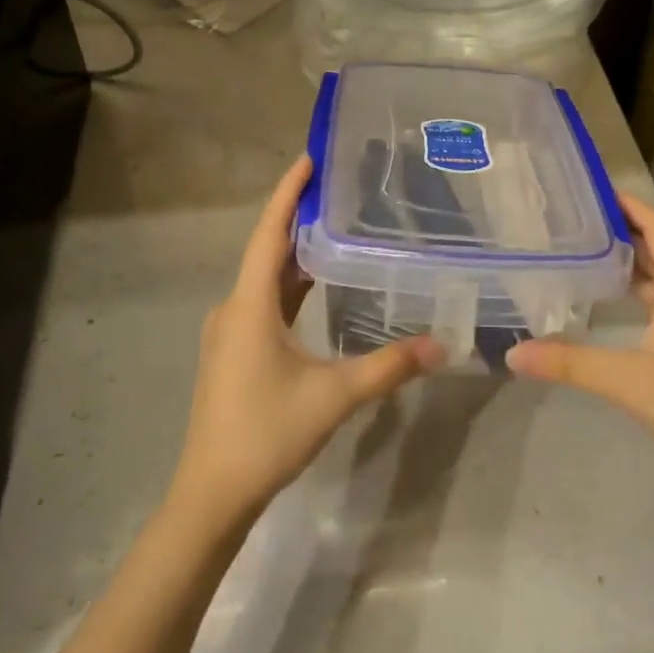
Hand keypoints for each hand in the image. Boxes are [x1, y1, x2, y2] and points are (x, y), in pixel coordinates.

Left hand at [168, 156, 442, 528]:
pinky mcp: (236, 351)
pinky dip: (291, 284)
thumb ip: (388, 367)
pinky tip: (318, 285)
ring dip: (296, 252)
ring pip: (266, 278)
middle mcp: (235, 308)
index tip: (309, 158)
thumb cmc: (266, 433)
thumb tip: (441, 344)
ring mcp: (232, 331)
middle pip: (267, 249)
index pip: (269, 233)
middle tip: (339, 189)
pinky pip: (265, 301)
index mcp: (249, 305)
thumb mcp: (333, 396)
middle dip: (299, 216)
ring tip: (336, 226)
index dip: (287, 193)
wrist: (212, 494)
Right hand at [507, 193, 653, 492]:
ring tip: (590, 252)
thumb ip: (569, 363)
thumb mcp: (628, 381)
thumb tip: (512, 354)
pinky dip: (643, 290)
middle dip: (625, 230)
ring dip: (635, 261)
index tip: (596, 189)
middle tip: (579, 220)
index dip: (631, 206)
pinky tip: (618, 302)